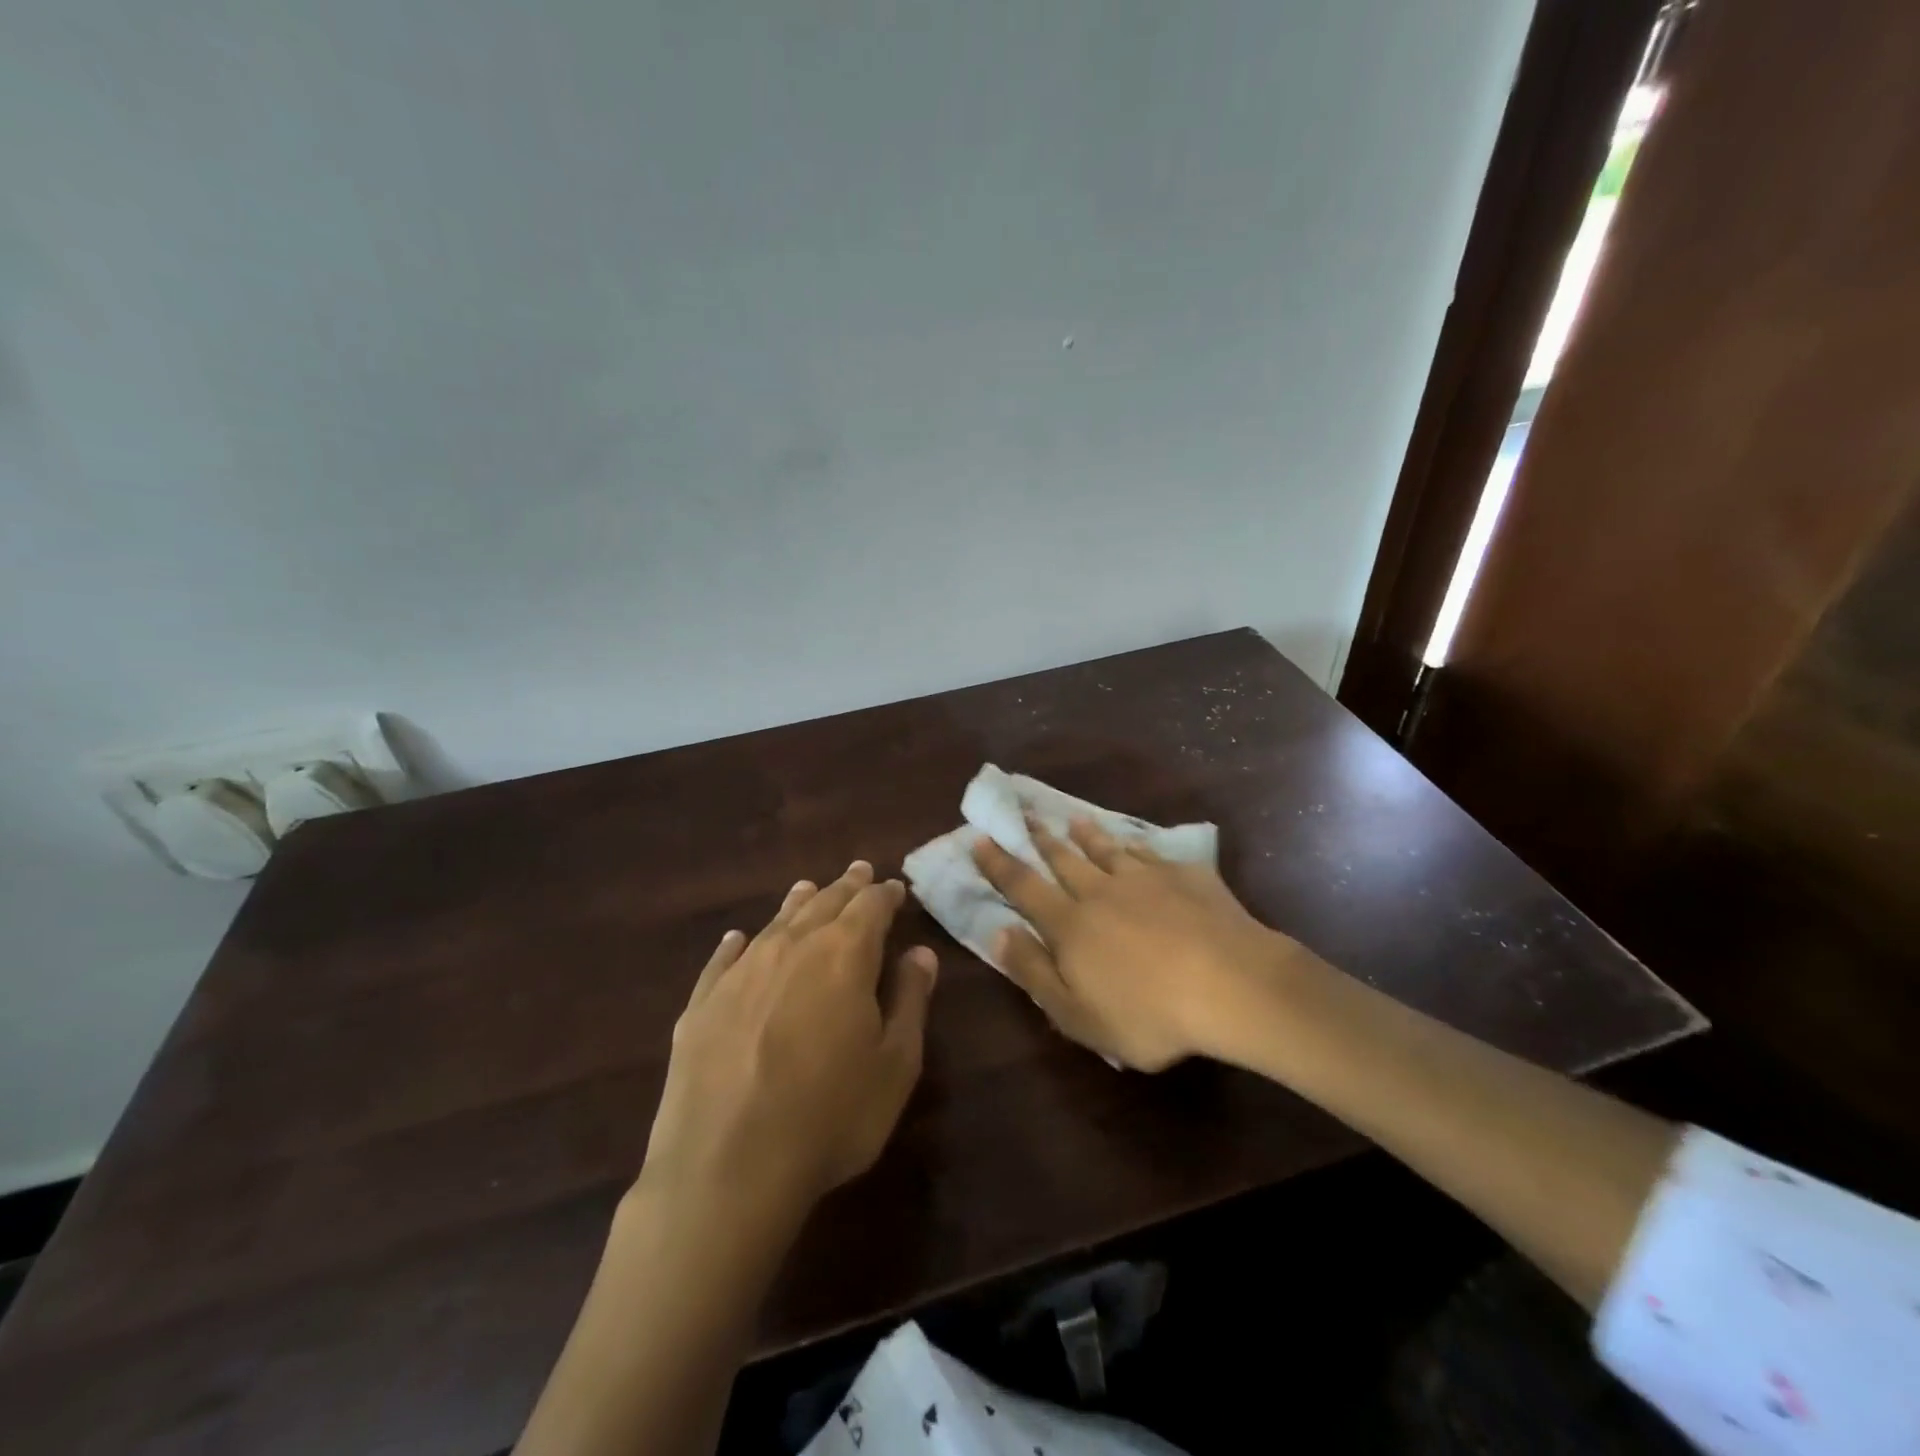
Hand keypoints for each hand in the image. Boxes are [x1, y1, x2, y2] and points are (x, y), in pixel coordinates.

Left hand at [639, 861, 937, 1228]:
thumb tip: (919, 953)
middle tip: (858, 871)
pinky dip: (736, 944)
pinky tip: (737, 938)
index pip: (871, 907)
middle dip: (845, 887)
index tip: (894, 888)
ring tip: (808, 888)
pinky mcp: (701, 1004)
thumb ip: (910, 1000)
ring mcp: (740, 973)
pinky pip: (723, 960)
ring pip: (775, 922)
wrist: (726, 1169)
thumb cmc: (831, 1117)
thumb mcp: (895, 1065)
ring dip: (797, 903)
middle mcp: (791, 948)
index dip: (885, 895)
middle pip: (824, 904)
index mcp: (844, 955)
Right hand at [971, 818, 1301, 1069]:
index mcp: (1070, 925)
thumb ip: (1034, 972)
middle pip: (1063, 860)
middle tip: (1024, 815)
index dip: (999, 865)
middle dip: (1039, 839)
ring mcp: (1145, 879)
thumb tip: (999, 933)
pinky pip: (1152, 854)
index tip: (980, 838)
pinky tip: (1135, 843)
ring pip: (1106, 850)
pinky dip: (1136, 846)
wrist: (1231, 985)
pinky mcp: (1185, 877)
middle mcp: (1101, 892)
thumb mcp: (1077, 1014)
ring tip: (1074, 819)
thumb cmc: (1149, 1013)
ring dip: (1086, 835)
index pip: (1023, 888)